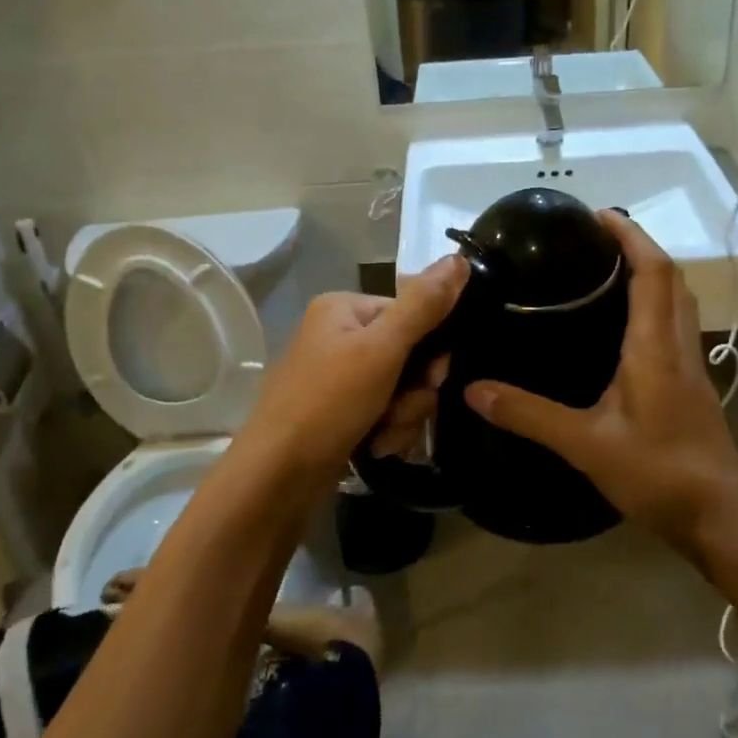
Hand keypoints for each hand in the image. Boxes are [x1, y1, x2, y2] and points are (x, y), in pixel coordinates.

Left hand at [233, 254, 466, 492]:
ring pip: (401, 389)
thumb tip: (460, 258)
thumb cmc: (328, 403)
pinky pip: (384, 412)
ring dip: (403, 417)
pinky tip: (376, 447)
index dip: (430, 350)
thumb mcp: (382, 349)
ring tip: (383, 437)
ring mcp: (338, 377)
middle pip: (409, 355)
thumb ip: (423, 305)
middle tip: (399, 413)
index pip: (411, 314)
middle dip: (414, 392)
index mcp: (343, 308)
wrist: (276, 479)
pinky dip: (388, 431)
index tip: (431, 380)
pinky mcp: (340, 412)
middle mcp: (339, 336)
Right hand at [463, 213, 737, 553]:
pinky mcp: (693, 384)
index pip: (653, 272)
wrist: (720, 518)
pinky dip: (656, 303)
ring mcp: (691, 364)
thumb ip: (530, 415)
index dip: (631, 237)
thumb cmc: (658, 473)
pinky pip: (676, 324)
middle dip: (640, 246)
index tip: (600, 215)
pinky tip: (625, 324)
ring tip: (608, 269)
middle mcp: (678, 344)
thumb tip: (474, 390)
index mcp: (655, 346)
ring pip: (679, 300)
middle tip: (596, 238)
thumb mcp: (586, 444)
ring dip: (652, 272)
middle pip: (671, 277)